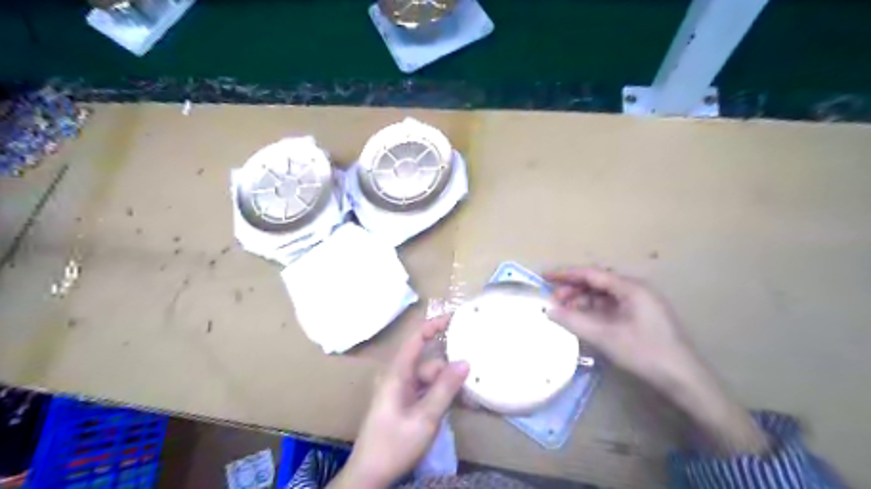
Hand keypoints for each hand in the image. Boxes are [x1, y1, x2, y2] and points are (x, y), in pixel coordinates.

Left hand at [330, 316, 470, 486]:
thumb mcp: (425, 418)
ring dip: (447, 386)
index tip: (456, 317)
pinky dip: (439, 395)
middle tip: (473, 379)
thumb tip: (465, 361)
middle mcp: (397, 376)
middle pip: (428, 363)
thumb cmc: (394, 444)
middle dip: (449, 370)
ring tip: (468, 399)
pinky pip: (425, 391)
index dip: (434, 324)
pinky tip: (456, 405)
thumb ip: (445, 389)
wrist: (369, 475)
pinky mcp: (402, 402)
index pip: (416, 338)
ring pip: (429, 379)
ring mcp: (399, 390)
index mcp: (396, 373)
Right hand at [542, 266, 694, 391]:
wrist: (683, 379)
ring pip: (603, 295)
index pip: (592, 274)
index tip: (544, 276)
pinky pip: (610, 307)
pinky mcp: (639, 317)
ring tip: (564, 312)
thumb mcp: (606, 337)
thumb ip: (575, 321)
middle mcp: (635, 290)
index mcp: (631, 288)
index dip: (566, 274)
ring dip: (582, 301)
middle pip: (597, 282)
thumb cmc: (645, 353)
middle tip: (553, 300)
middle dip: (573, 289)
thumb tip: (549, 310)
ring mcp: (638, 303)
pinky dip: (593, 311)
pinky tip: (582, 320)